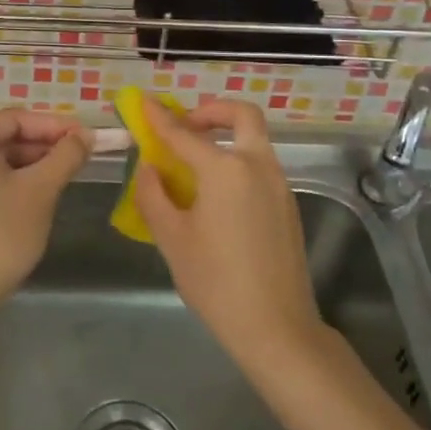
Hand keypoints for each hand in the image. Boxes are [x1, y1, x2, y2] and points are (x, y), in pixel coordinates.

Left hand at [0, 109, 91, 313]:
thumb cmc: (1, 234)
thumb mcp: (40, 190)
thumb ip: (66, 156)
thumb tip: (86, 135)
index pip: (16, 118)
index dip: (54, 125)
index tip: (85, 137)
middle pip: (4, 136)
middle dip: (43, 145)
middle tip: (79, 157)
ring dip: (30, 164)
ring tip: (64, 175)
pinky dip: (12, 180)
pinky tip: (37, 195)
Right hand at [132, 96, 324, 362]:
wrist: (276, 327)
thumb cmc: (216, 282)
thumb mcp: (172, 238)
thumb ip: (153, 194)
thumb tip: (149, 167)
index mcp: (225, 170)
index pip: (184, 133)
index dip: (159, 117)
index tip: (143, 101)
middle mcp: (257, 166)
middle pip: (242, 116)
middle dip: (212, 111)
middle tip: (186, 125)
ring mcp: (278, 185)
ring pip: (254, 140)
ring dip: (226, 136)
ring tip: (194, 163)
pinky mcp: (287, 205)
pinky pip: (260, 166)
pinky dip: (237, 161)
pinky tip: (216, 194)